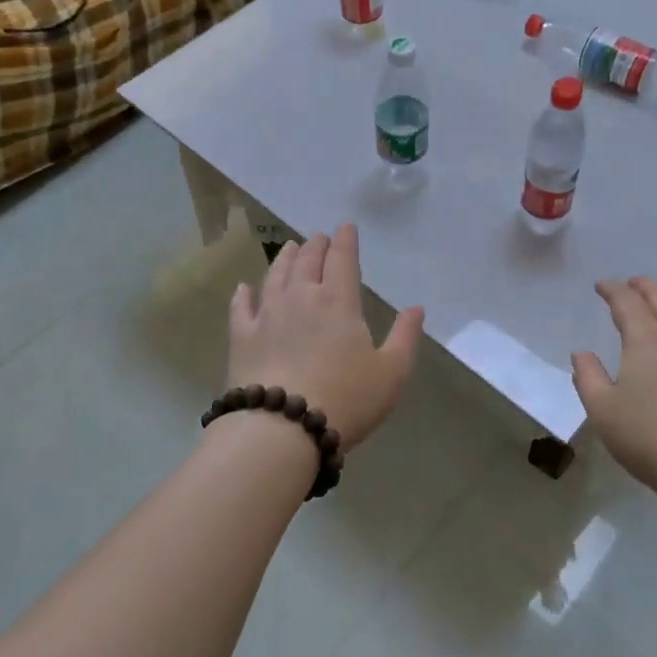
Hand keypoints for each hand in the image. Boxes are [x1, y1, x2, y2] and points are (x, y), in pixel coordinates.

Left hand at [228, 224, 424, 451]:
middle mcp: (301, 297)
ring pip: (275, 275)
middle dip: (316, 245)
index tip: (346, 227)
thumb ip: (405, 336)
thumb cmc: (346, 399)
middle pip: (307, 261)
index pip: (343, 259)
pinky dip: (243, 294)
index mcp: (339, 301)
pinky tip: (243, 288)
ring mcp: (267, 315)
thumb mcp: (391, 372)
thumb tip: (416, 308)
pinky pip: (240, 307)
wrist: (282, 429)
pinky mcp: (241, 337)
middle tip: (319, 237)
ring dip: (284, 258)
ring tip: (289, 248)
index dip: (346, 241)